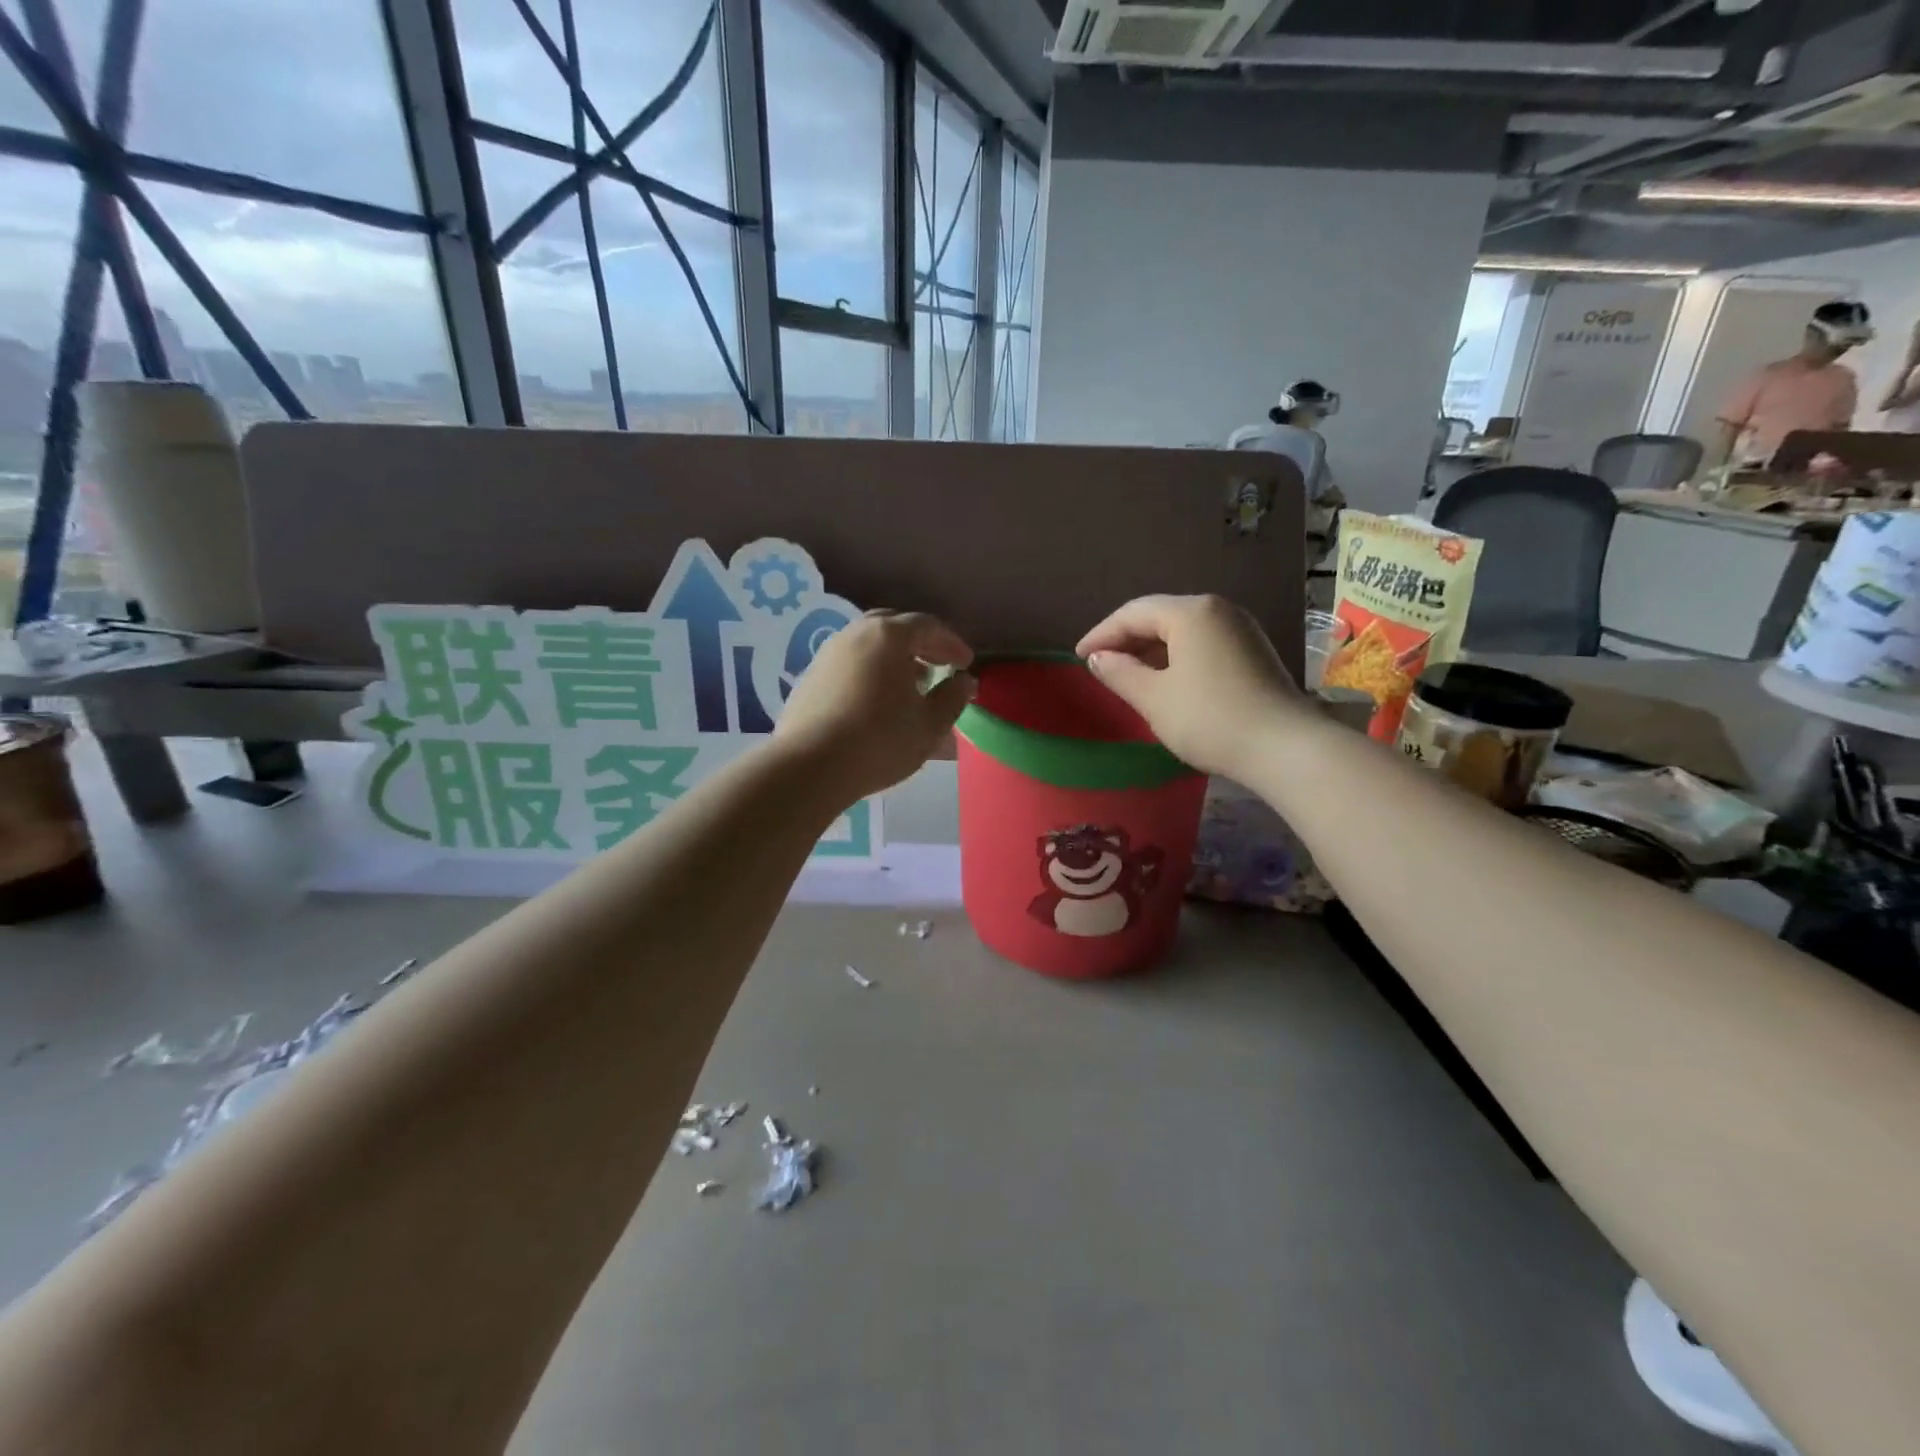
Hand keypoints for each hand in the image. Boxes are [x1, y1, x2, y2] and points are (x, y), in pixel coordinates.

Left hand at [774, 610, 975, 800]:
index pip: (928, 625)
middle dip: (921, 643)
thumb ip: (952, 698)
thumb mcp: (929, 724)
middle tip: (939, 665)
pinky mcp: (809, 677)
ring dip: (894, 658)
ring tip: (911, 685)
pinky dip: (870, 670)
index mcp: (888, 636)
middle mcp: (854, 634)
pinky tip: (877, 699)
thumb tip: (964, 681)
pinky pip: (849, 663)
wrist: (810, 766)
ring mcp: (827, 654)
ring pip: (868, 644)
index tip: (966, 664)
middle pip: (894, 626)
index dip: (952, 643)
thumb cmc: (880, 741)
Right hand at [1076, 595, 1310, 778]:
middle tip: (1101, 664)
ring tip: (1128, 674)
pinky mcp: (1254, 652)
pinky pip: (1203, 644)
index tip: (1079, 657)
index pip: (1134, 613)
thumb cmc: (1209, 718)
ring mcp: (1241, 629)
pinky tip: (1166, 680)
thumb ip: (1120, 673)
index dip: (1102, 634)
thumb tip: (1098, 658)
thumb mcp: (1154, 698)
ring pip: (1183, 631)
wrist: (1284, 748)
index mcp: (1191, 612)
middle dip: (1127, 639)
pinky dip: (1177, 657)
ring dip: (1151, 649)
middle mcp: (1218, 610)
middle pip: (1160, 616)